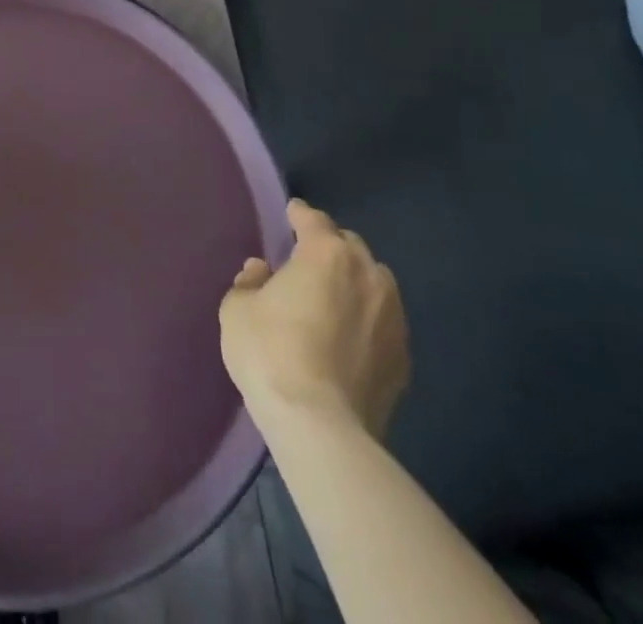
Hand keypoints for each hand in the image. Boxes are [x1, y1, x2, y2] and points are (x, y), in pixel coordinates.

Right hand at [219, 198, 409, 437]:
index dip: (299, 214)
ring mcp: (393, 318)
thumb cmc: (271, 353)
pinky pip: (383, 323)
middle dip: (329, 247)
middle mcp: (367, 275)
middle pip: (349, 246)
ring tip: (333, 298)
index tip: (291, 214)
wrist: (321, 428)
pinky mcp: (404, 359)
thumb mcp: (238, 309)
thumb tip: (263, 271)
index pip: (313, 220)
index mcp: (326, 254)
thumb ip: (250, 281)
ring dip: (355, 281)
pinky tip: (349, 338)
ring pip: (374, 283)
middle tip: (307, 261)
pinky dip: (367, 320)